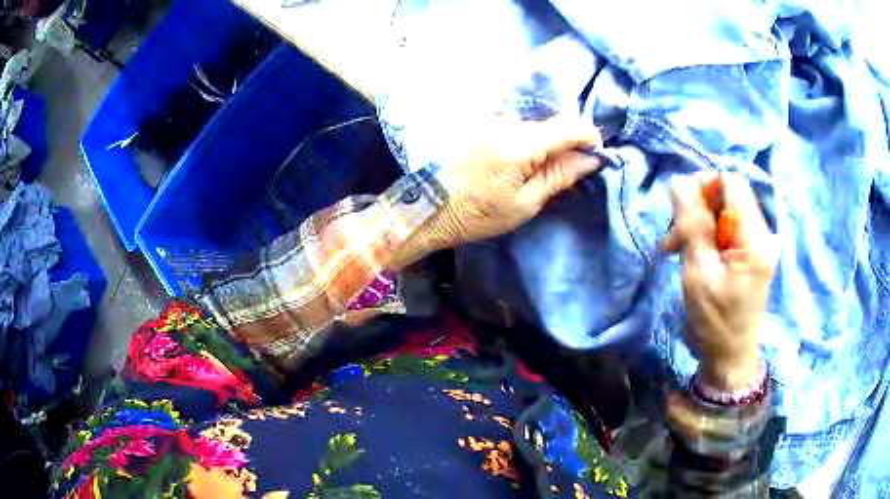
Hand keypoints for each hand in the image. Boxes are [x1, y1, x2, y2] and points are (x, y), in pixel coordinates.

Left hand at [389, 114, 602, 267]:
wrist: (426, 207)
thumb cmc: (476, 214)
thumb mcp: (524, 204)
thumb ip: (559, 176)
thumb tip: (591, 159)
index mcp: (520, 144)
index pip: (571, 125)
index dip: (590, 138)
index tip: (592, 157)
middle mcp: (506, 122)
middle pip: (551, 126)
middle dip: (561, 147)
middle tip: (551, 178)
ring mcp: (489, 119)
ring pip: (531, 127)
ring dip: (538, 146)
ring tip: (520, 176)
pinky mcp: (478, 123)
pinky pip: (512, 127)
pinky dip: (519, 143)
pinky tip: (503, 166)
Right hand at [663, 173, 777, 389]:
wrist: (731, 357)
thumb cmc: (715, 323)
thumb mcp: (699, 274)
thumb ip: (692, 226)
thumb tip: (679, 182)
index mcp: (754, 239)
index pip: (731, 183)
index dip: (703, 186)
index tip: (679, 211)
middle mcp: (762, 233)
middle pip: (728, 194)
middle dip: (697, 207)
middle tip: (674, 237)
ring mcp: (759, 242)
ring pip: (725, 209)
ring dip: (699, 221)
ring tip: (677, 247)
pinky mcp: (753, 251)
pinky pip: (728, 226)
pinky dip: (707, 233)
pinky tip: (694, 251)